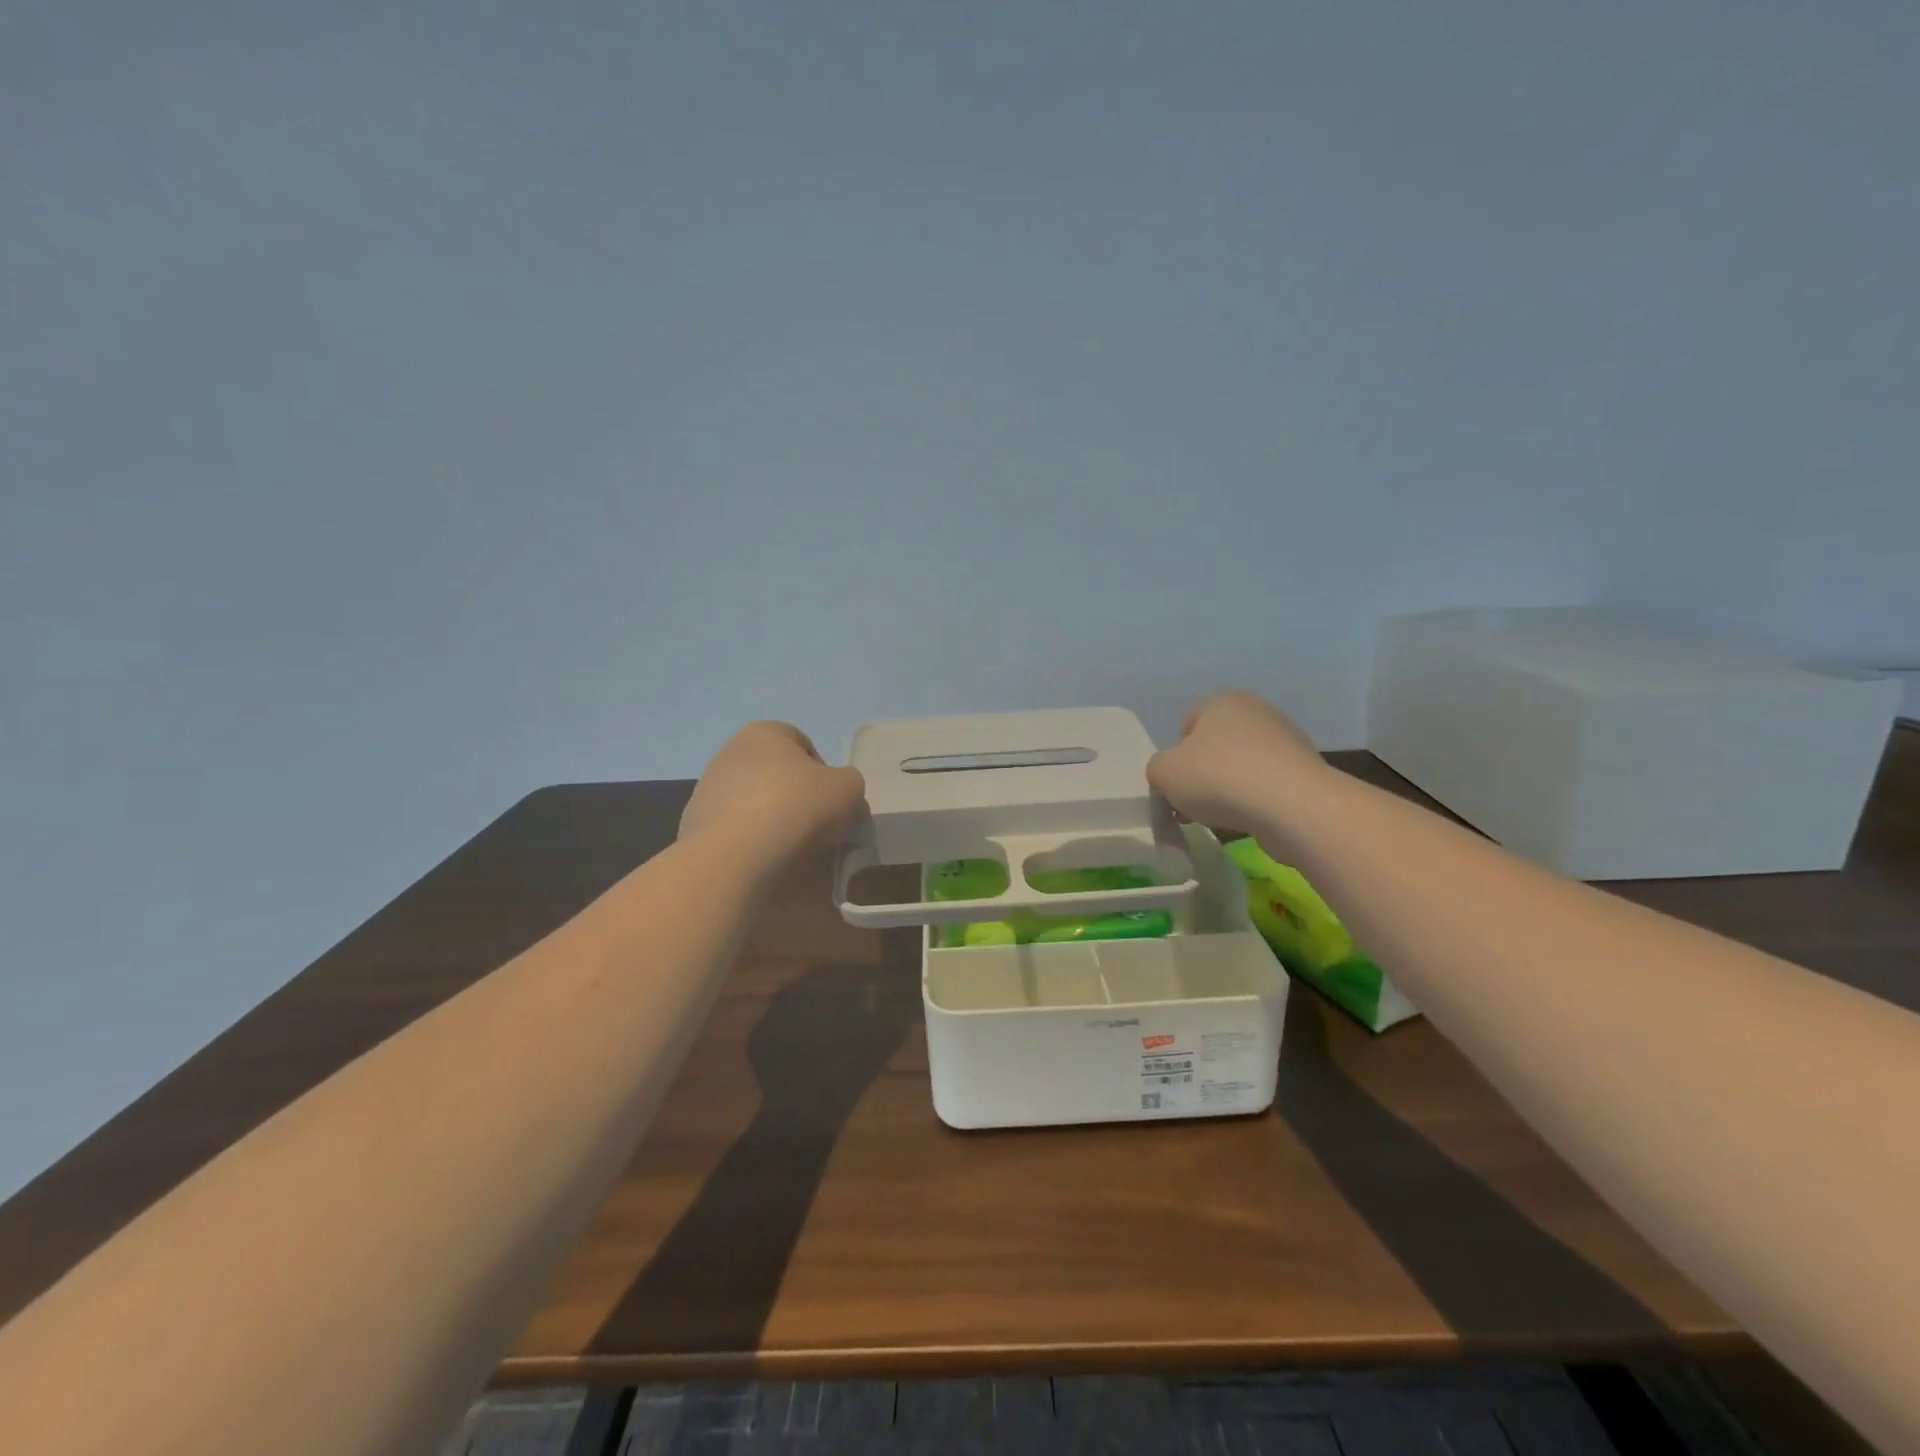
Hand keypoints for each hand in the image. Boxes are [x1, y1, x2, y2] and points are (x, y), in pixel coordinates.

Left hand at [679, 722, 865, 861]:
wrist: (734, 855)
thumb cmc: (796, 807)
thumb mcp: (848, 789)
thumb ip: (849, 783)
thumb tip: (837, 793)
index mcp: (765, 732)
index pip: (804, 744)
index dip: (824, 773)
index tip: (831, 802)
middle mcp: (730, 751)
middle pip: (775, 773)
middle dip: (794, 796)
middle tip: (814, 827)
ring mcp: (706, 788)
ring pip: (752, 801)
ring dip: (770, 819)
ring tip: (787, 849)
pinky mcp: (693, 823)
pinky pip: (732, 829)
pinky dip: (747, 840)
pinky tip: (760, 859)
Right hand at [1146, 691, 1329, 833]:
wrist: (1293, 806)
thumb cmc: (1220, 778)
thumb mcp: (1163, 773)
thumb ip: (1157, 769)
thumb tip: (1170, 775)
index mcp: (1221, 701)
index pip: (1186, 725)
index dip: (1176, 757)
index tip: (1176, 785)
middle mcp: (1256, 711)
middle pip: (1215, 746)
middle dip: (1202, 775)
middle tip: (1193, 806)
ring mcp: (1286, 739)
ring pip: (1241, 766)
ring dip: (1228, 789)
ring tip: (1222, 817)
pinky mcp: (1305, 769)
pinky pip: (1267, 784)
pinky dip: (1255, 800)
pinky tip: (1251, 819)